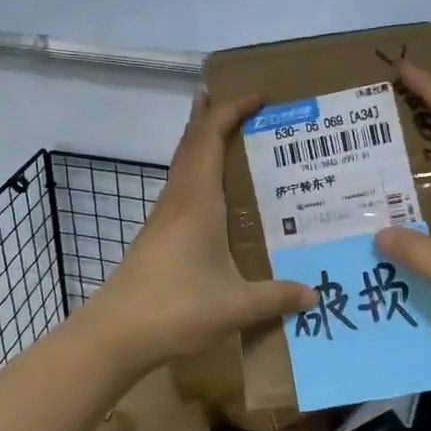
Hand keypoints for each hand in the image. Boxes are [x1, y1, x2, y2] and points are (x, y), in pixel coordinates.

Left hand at [83, 92, 317, 370]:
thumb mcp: (236, 305)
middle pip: (191, 143)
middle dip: (212, 115)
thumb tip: (315, 294)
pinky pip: (180, 190)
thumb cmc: (176, 308)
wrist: (115, 334)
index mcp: (197, 202)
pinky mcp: (156, 238)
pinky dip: (198, 175)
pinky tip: (213, 197)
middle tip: (240, 102)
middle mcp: (177, 201)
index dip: (232, 110)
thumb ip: (277, 297)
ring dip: (202, 143)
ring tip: (228, 137)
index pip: (211, 138)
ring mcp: (162, 219)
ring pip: (182, 165)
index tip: (260, 96)